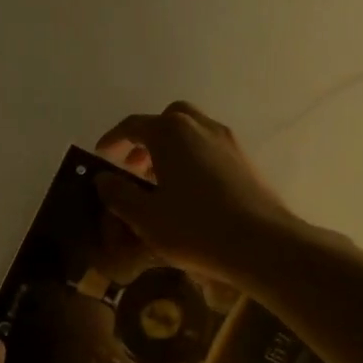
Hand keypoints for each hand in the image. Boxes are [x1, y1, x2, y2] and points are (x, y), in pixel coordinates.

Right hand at [95, 102, 303, 285]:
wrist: (261, 243)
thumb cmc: (194, 228)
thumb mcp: (145, 216)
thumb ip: (118, 194)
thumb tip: (102, 178)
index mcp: (171, 133)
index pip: (133, 126)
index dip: (113, 139)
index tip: (101, 155)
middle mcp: (200, 127)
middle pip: (168, 119)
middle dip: (146, 138)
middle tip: (133, 166)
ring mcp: (227, 142)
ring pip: (192, 132)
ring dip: (170, 149)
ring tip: (158, 182)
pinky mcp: (245, 161)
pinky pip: (209, 148)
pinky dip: (192, 159)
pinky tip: (188, 192)